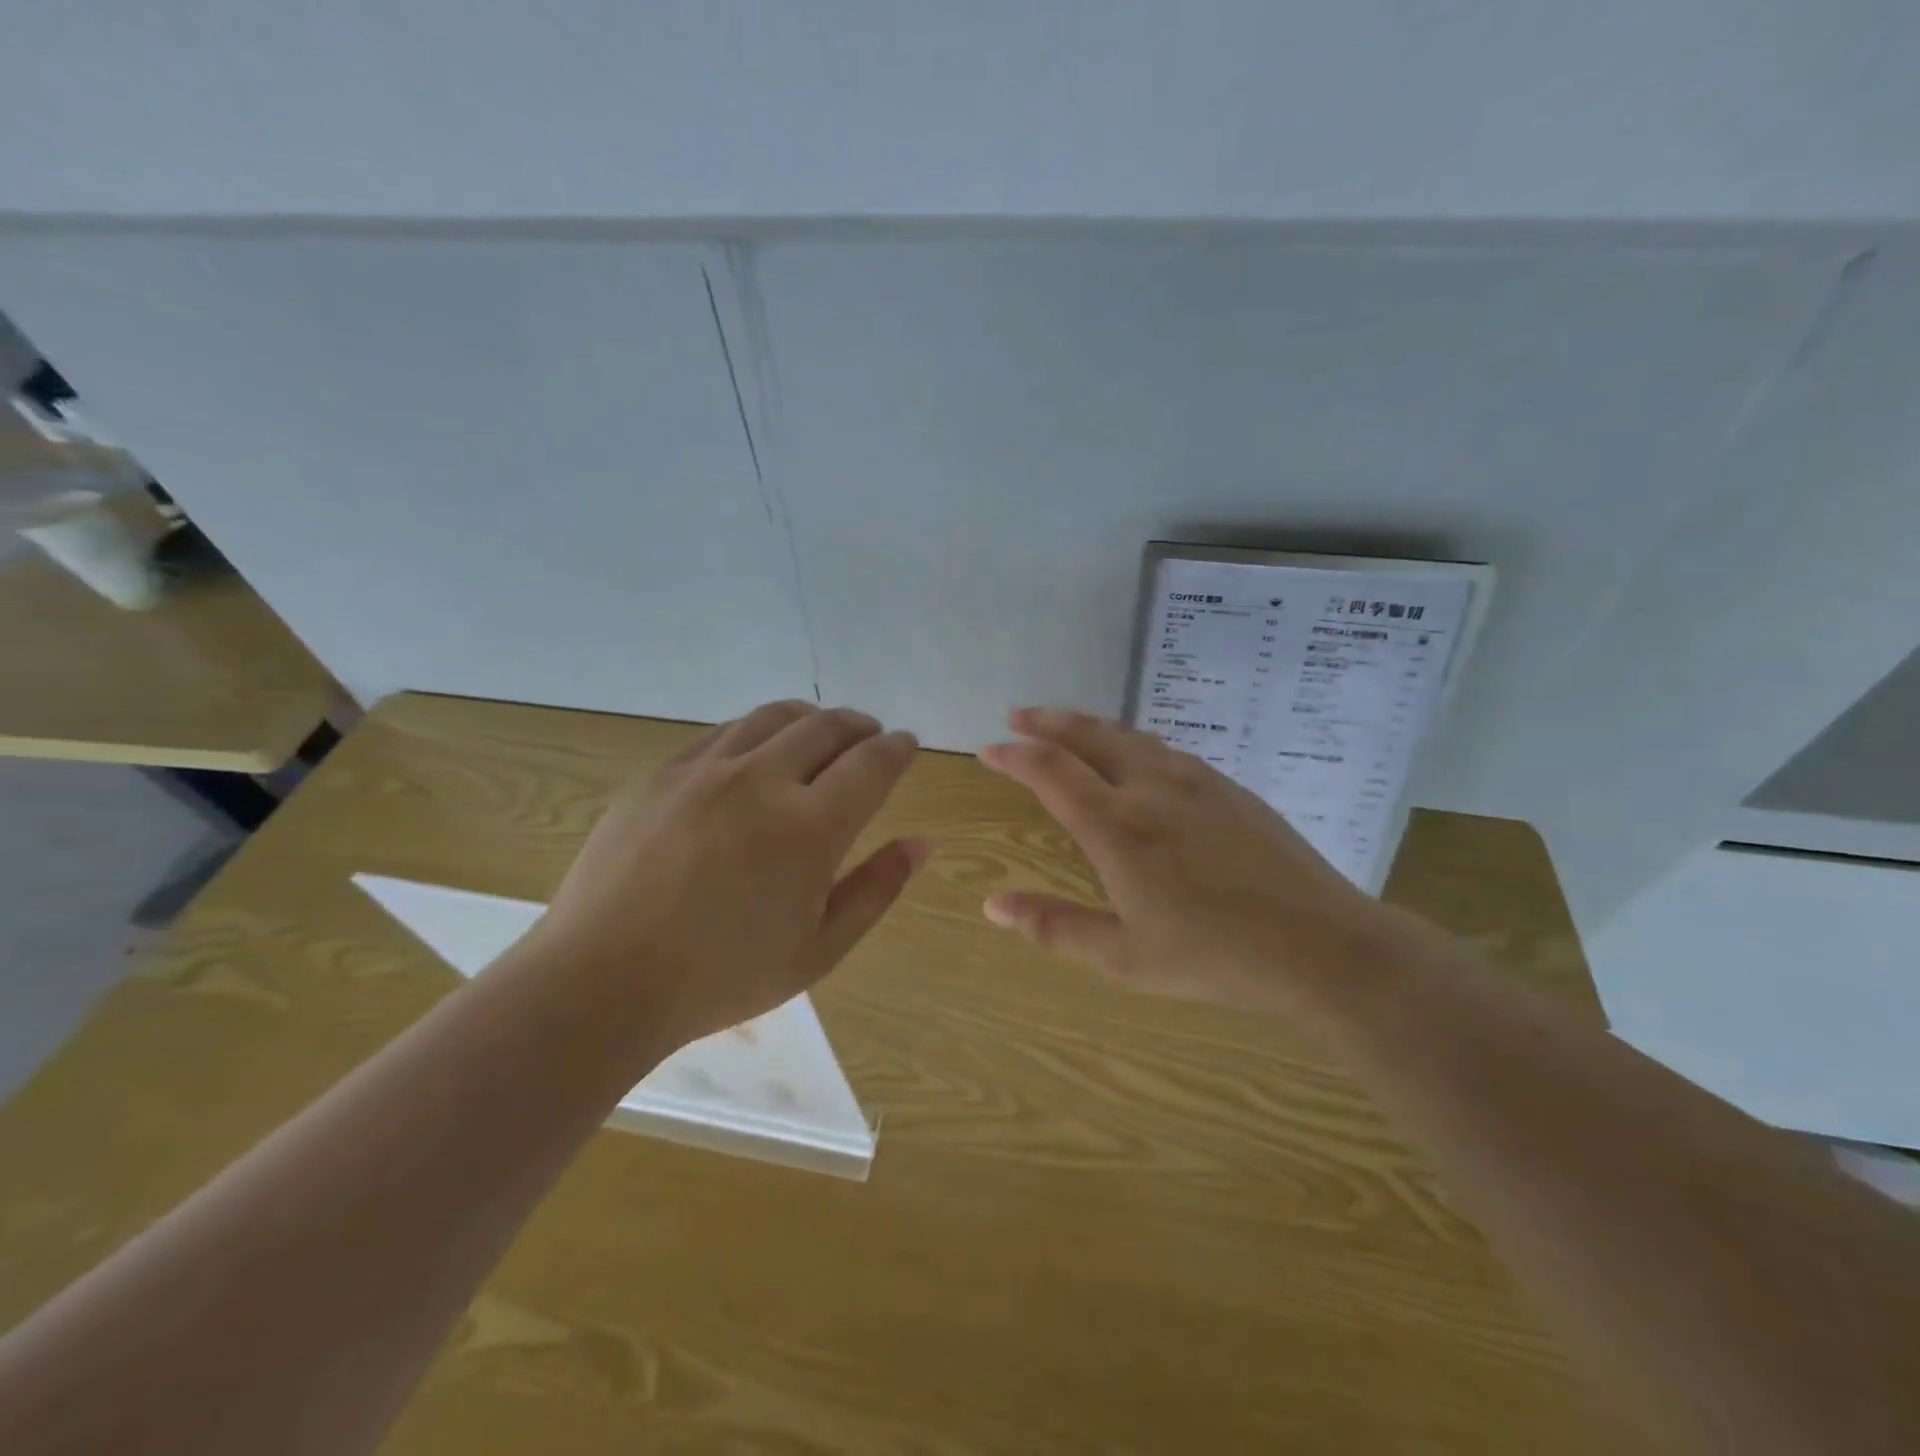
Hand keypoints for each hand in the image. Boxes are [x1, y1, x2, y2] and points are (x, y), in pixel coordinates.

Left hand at [532, 700, 927, 1049]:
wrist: (602, 980)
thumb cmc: (723, 976)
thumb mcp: (820, 949)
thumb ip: (877, 888)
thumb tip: (922, 842)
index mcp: (810, 827)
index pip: (872, 764)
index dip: (898, 749)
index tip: (907, 745)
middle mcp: (762, 781)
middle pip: (827, 727)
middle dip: (861, 725)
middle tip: (871, 735)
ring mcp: (706, 770)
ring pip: (775, 717)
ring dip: (812, 719)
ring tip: (821, 733)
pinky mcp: (663, 772)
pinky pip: (724, 732)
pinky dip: (758, 731)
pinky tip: (758, 752)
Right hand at [978, 707, 1415, 1021]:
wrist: (1323, 945)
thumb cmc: (1216, 957)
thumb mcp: (1125, 958)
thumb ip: (1055, 927)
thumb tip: (993, 905)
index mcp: (1118, 828)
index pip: (1052, 773)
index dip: (1015, 756)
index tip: (989, 749)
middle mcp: (1151, 789)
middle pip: (1089, 737)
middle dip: (1048, 722)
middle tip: (1018, 716)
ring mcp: (1196, 782)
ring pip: (1130, 736)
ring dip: (1090, 726)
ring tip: (1066, 725)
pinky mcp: (1229, 788)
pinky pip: (1166, 749)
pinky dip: (1131, 740)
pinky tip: (1135, 754)